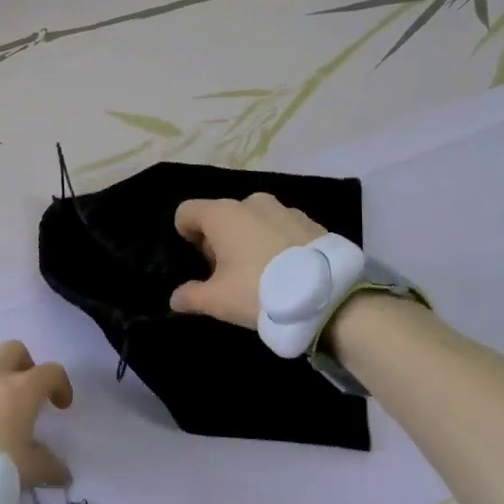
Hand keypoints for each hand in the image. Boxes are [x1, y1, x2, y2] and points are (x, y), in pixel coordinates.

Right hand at [169, 194, 325, 328]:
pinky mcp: (310, 221)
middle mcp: (251, 202)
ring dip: (248, 239)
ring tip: (260, 271)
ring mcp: (284, 209)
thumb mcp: (218, 301)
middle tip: (228, 272)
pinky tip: (286, 269)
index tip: (197, 260)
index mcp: (222, 214)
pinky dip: (275, 242)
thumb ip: (191, 296)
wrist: (328, 296)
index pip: (187, 211)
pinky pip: (280, 227)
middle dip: (218, 239)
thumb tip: (176, 299)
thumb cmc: (260, 291)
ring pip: (253, 220)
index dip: (185, 234)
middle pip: (221, 215)